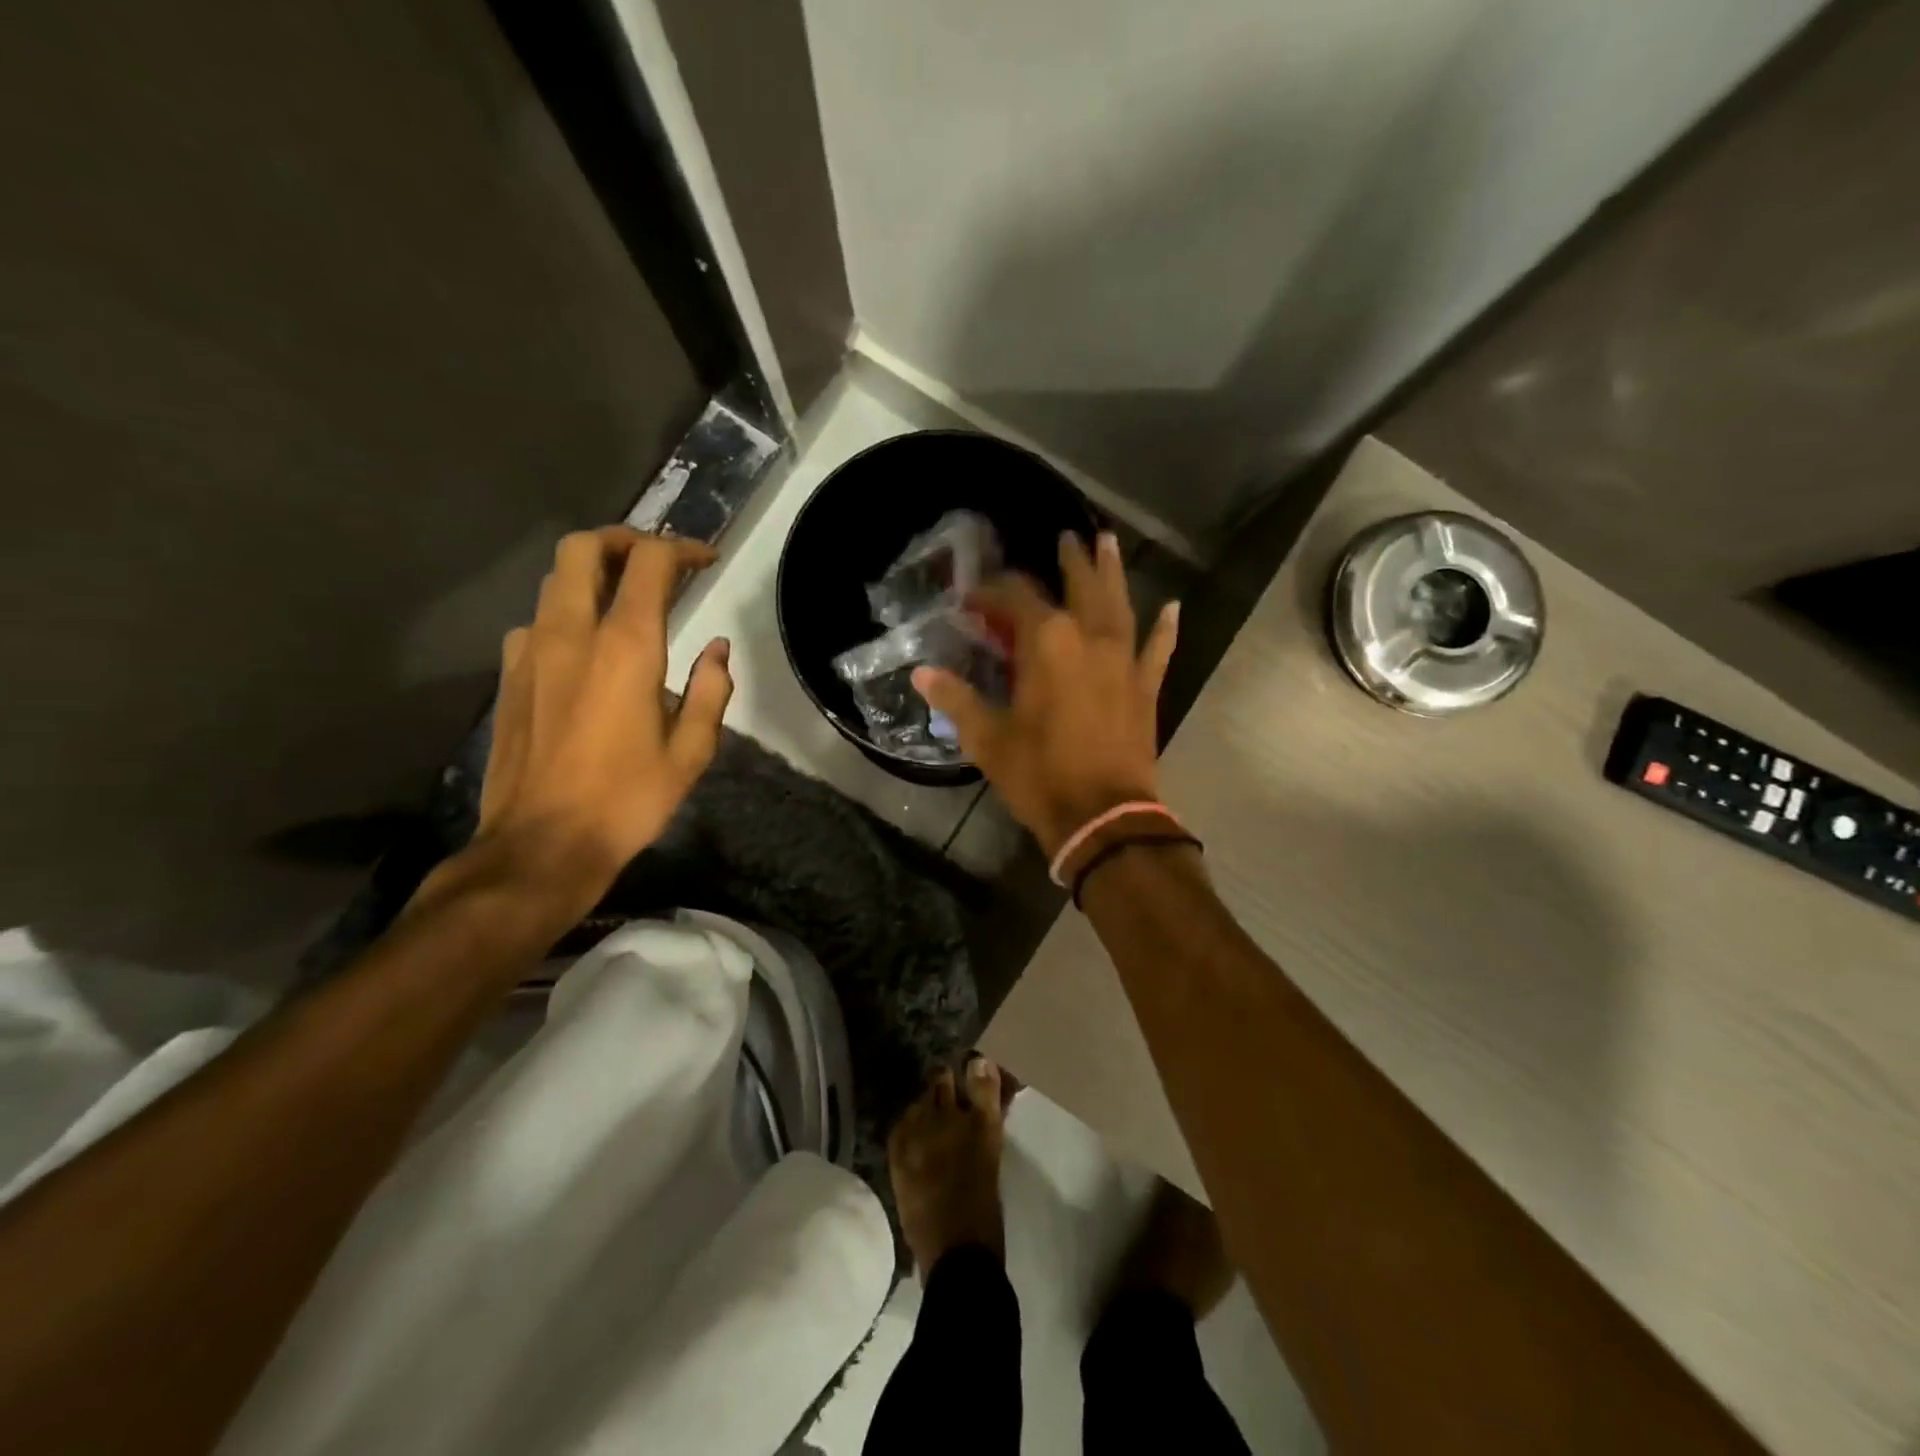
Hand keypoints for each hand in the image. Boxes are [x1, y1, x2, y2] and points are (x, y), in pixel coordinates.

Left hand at [473, 527, 730, 915]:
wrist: (542, 845)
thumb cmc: (627, 799)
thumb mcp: (691, 752)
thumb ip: (710, 691)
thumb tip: (717, 651)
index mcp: (626, 648)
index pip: (650, 563)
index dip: (682, 549)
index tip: (705, 560)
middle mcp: (571, 634)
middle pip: (584, 548)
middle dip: (624, 540)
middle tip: (656, 562)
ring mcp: (531, 652)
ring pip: (555, 581)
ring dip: (593, 576)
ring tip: (625, 600)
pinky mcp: (509, 676)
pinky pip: (537, 622)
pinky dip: (566, 615)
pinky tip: (585, 651)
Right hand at [914, 531, 1176, 855]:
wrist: (1103, 816)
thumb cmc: (1040, 774)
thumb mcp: (988, 739)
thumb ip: (956, 700)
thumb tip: (922, 675)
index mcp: (1047, 644)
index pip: (1017, 599)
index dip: (993, 591)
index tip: (973, 595)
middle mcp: (1089, 639)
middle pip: (1080, 587)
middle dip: (1070, 561)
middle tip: (1066, 536)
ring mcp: (1124, 661)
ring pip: (1120, 605)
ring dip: (1113, 574)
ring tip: (1110, 543)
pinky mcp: (1145, 688)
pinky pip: (1158, 650)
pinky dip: (1165, 629)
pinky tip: (1173, 608)